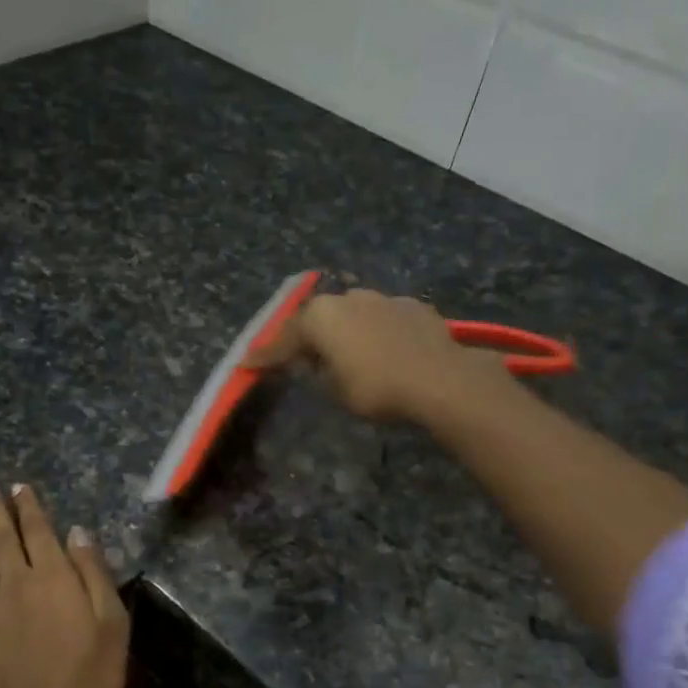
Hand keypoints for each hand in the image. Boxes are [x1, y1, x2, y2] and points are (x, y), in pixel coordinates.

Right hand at [247, 288, 503, 422]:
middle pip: (317, 319)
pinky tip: (381, 349)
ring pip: (352, 314)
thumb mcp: (336, 389)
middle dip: (306, 338)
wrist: (440, 379)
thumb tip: (316, 362)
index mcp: (320, 317)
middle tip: (297, 357)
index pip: (284, 340)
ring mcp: (382, 298)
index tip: (247, 364)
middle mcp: (348, 298)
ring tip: (344, 352)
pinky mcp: (412, 306)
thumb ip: (319, 371)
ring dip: (343, 332)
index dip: (266, 356)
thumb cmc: (377, 388)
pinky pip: (382, 319)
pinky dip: (374, 332)